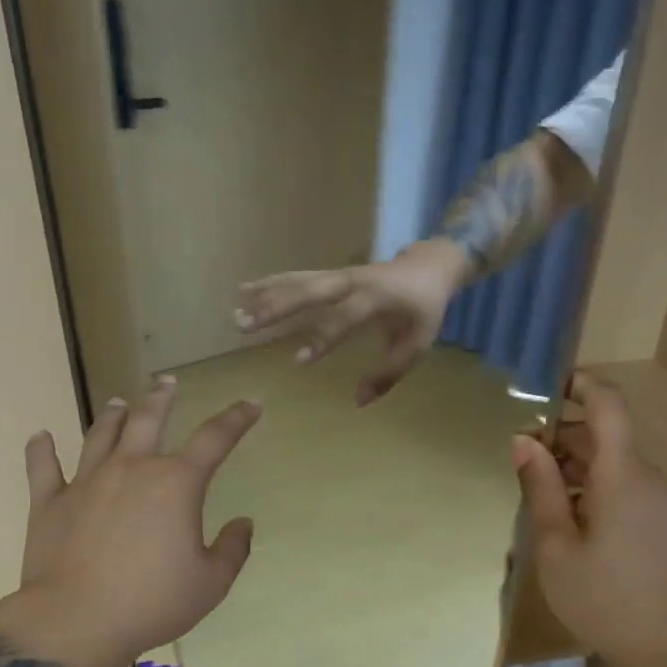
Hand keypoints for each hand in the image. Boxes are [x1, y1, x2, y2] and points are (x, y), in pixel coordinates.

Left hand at [9, 377, 261, 666]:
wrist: (75, 623)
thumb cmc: (151, 602)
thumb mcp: (211, 583)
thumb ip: (233, 549)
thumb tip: (244, 523)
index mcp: (175, 483)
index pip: (215, 438)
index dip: (237, 418)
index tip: (251, 404)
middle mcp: (131, 469)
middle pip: (148, 419)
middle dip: (161, 397)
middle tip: (166, 382)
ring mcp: (86, 481)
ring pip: (100, 434)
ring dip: (112, 415)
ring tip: (119, 402)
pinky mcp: (49, 502)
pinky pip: (42, 467)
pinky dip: (41, 449)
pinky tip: (40, 436)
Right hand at [234, 239, 469, 405]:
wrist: (429, 265)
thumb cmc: (423, 309)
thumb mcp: (418, 344)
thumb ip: (389, 373)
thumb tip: (358, 401)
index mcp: (378, 296)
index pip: (345, 317)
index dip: (323, 338)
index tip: (299, 360)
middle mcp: (353, 281)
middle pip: (310, 290)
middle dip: (277, 307)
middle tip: (246, 325)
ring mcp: (339, 274)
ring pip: (298, 282)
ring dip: (267, 296)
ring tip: (237, 313)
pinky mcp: (331, 274)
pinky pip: (297, 277)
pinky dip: (271, 283)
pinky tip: (245, 289)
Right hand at [511, 371, 666, 663]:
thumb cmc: (605, 599)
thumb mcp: (556, 545)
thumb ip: (539, 487)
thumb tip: (523, 439)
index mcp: (622, 475)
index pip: (608, 404)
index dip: (579, 384)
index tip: (543, 387)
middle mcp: (647, 478)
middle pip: (605, 435)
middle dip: (562, 435)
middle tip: (520, 459)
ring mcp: (660, 502)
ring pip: (613, 463)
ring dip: (574, 465)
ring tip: (538, 495)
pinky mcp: (663, 525)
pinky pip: (624, 486)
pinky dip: (593, 487)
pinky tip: (569, 522)